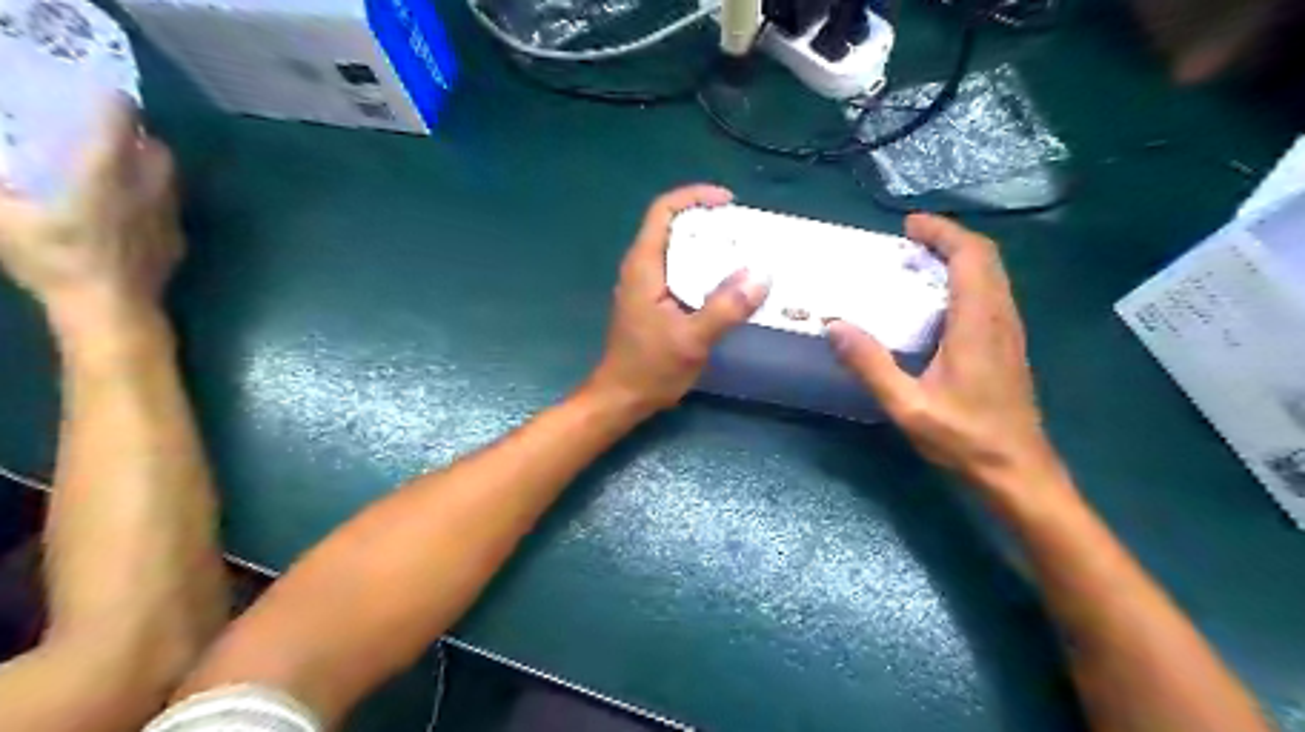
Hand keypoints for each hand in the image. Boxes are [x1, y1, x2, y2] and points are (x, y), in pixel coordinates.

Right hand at [1, 93, 183, 337]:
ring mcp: (169, 215)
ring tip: (123, 169)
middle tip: (109, 135)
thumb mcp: (1, 218)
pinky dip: (157, 199)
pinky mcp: (178, 240)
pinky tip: (135, 210)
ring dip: (152, 167)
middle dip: (139, 136)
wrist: (114, 308)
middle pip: (158, 148)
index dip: (112, 103)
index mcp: (105, 171)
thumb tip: (3, 168)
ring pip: (171, 178)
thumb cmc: (55, 260)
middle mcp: (147, 187)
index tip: (100, 95)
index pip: (121, 120)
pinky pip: (172, 208)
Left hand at [588, 187, 767, 416]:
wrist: (621, 398)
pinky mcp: (652, 302)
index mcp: (644, 266)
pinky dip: (703, 268)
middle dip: (708, 222)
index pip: (663, 211)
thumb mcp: (692, 340)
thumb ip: (725, 308)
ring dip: (707, 246)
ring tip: (743, 253)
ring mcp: (645, 285)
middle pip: (672, 227)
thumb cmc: (650, 368)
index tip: (728, 202)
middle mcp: (641, 268)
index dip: (694, 197)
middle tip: (744, 232)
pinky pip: (680, 271)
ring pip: (677, 250)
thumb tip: (761, 276)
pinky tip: (726, 284)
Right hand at [826, 213, 1058, 485]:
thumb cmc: (965, 439)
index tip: (909, 225)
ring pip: (992, 275)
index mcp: (978, 323)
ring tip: (919, 263)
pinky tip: (937, 302)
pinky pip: (990, 295)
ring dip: (958, 258)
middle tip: (908, 239)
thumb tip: (834, 325)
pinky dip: (965, 280)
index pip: (970, 257)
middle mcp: (1000, 318)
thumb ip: (870, 364)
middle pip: (985, 258)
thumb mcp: (907, 406)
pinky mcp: (1008, 347)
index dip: (942, 232)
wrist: (1019, 473)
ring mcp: (1008, 332)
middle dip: (948, 239)